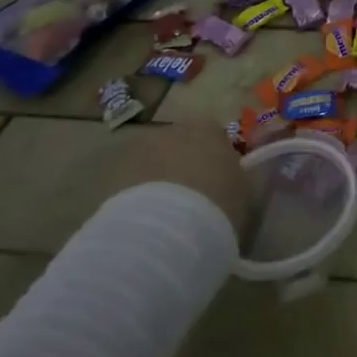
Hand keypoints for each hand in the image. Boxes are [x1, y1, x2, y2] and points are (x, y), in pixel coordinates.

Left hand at [117, 117, 250, 235]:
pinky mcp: (113, 180)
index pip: (214, 134)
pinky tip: (149, 224)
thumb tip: (229, 178)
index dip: (216, 156)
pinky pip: (133, 186)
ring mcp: (138, 153)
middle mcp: (170, 132)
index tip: (220, 179)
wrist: (168, 229)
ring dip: (159, 181)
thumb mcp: (243, 188)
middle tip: (194, 196)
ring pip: (153, 164)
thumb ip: (235, 175)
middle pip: (180, 145)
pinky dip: (140, 199)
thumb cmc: (218, 201)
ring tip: (169, 215)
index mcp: (207, 127)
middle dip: (184, 165)